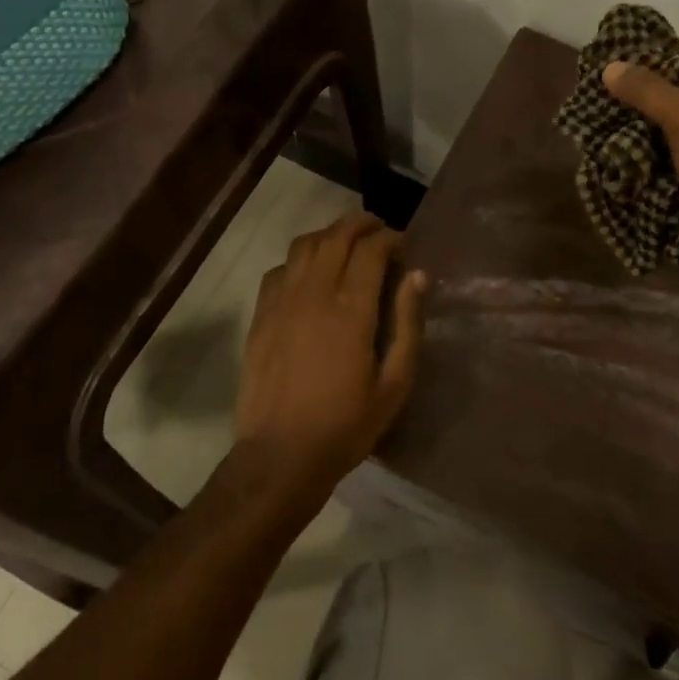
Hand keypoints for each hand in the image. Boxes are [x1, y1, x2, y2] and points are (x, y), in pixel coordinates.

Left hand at [233, 212, 426, 502]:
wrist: (281, 455)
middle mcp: (313, 294)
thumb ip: (407, 324)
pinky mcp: (261, 316)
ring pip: (303, 246)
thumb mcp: (394, 383)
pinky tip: (309, 274)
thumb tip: (417, 276)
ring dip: (328, 235)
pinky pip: (278, 269)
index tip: (403, 244)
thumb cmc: (346, 425)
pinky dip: (298, 260)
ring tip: (345, 243)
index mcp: (351, 310)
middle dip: (360, 224)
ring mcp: (281, 302)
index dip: (389, 238)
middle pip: (335, 237)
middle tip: (378, 230)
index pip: (370, 250)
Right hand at [602, 46, 678, 277]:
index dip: (667, 51)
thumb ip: (651, 92)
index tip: (627, 53)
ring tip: (601, 126)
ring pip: (668, 140)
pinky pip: (663, 175)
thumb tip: (610, 67)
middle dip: (644, 97)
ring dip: (638, 135)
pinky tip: (613, 164)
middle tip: (605, 93)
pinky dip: (641, 170)